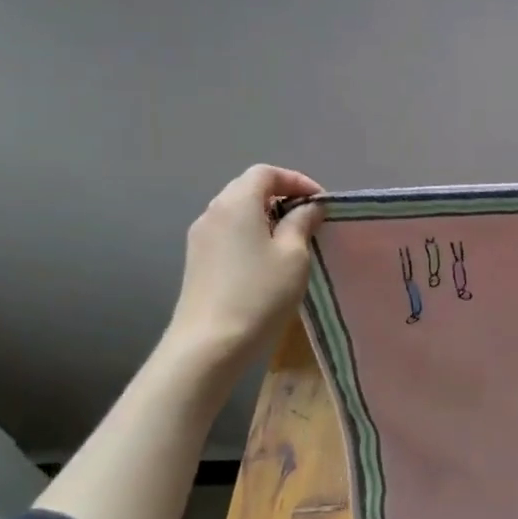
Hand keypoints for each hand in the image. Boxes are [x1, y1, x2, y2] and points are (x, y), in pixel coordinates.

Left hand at [167, 164, 324, 363]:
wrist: (209, 345)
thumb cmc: (259, 293)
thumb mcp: (294, 255)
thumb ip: (302, 222)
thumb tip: (308, 207)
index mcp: (236, 203)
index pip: (266, 173)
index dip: (296, 181)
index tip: (320, 204)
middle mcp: (213, 212)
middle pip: (248, 188)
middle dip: (281, 197)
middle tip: (309, 220)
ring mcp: (200, 238)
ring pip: (238, 212)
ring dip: (266, 217)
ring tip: (293, 241)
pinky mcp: (197, 261)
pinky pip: (229, 233)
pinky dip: (251, 235)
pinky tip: (267, 261)